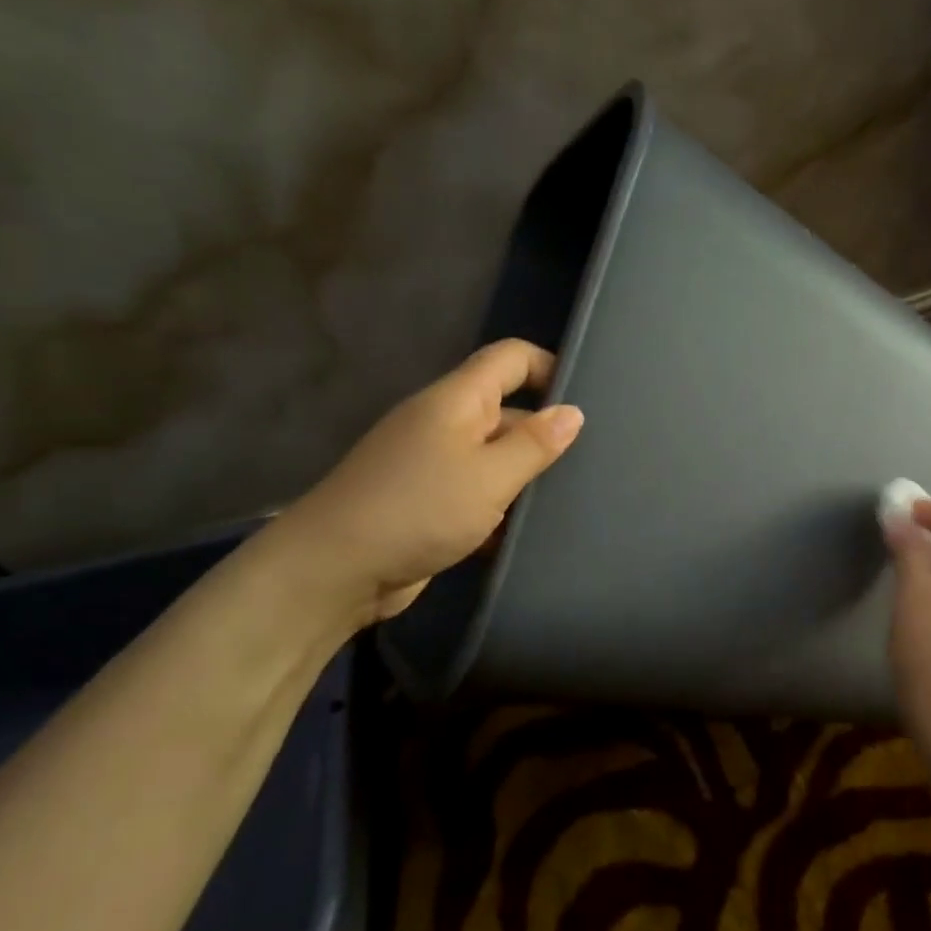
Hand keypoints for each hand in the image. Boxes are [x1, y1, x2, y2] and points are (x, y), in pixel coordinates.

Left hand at [276, 340, 584, 627]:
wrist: (335, 571)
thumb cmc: (418, 510)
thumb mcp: (489, 475)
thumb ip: (535, 444)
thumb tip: (573, 412)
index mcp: (457, 401)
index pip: (509, 359)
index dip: (549, 366)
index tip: (588, 399)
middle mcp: (446, 424)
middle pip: (508, 411)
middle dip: (546, 434)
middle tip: (594, 463)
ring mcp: (434, 466)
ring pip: (495, 459)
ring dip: (526, 478)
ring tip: (573, 500)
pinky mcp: (429, 505)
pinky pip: (478, 495)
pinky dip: (502, 510)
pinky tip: (530, 534)